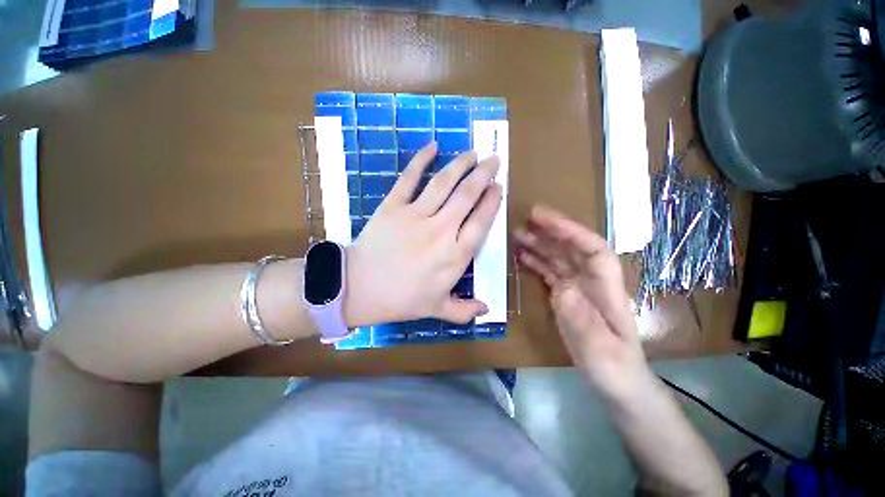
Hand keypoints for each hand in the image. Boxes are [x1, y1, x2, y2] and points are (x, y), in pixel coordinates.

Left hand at [344, 142, 502, 327]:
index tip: (498, 187)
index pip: (481, 222)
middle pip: (467, 196)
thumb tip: (486, 310)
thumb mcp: (436, 309)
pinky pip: (409, 178)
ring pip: (444, 183)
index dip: (491, 202)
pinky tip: (433, 145)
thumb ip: (464, 310)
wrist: (359, 288)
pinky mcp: (393, 206)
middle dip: (483, 175)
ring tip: (472, 153)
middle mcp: (441, 230)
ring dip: (460, 165)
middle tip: (493, 160)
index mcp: (454, 255)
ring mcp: (416, 215)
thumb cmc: (401, 300)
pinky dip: (421, 160)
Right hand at [515, 205, 652, 399]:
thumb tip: (563, 287)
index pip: (593, 249)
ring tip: (517, 234)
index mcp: (606, 289)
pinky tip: (522, 257)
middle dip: (552, 230)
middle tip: (527, 218)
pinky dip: (536, 262)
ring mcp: (578, 289)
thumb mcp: (601, 350)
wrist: (618, 384)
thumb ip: (583, 319)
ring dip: (540, 244)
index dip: (571, 231)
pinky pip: (550, 273)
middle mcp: (592, 282)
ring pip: (559, 258)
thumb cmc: (615, 368)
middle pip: (573, 248)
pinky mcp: (566, 298)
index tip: (545, 219)